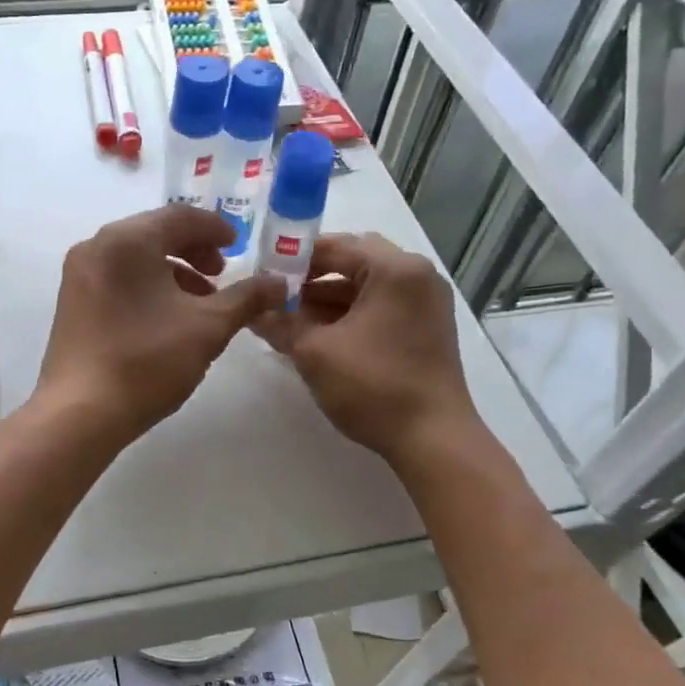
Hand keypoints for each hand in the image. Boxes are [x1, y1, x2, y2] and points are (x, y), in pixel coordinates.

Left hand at [37, 205, 286, 443]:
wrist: (81, 413)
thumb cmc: (148, 361)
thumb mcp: (209, 327)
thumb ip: (247, 298)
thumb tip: (279, 282)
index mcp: (127, 239)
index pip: (180, 216)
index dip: (215, 229)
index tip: (240, 247)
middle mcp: (96, 246)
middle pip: (155, 233)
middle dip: (194, 251)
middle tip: (222, 275)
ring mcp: (78, 275)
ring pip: (135, 258)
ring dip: (173, 271)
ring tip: (200, 303)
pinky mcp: (71, 302)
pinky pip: (117, 278)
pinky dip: (147, 286)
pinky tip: (166, 319)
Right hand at [253, 233, 481, 466]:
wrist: (432, 439)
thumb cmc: (374, 386)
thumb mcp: (314, 352)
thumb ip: (280, 323)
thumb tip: (252, 311)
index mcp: (395, 269)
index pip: (336, 246)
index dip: (294, 258)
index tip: (262, 274)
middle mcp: (417, 275)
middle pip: (354, 261)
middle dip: (312, 276)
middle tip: (277, 293)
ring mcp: (426, 302)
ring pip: (367, 285)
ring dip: (328, 297)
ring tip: (289, 317)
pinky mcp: (426, 327)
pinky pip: (381, 305)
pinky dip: (350, 313)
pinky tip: (318, 333)